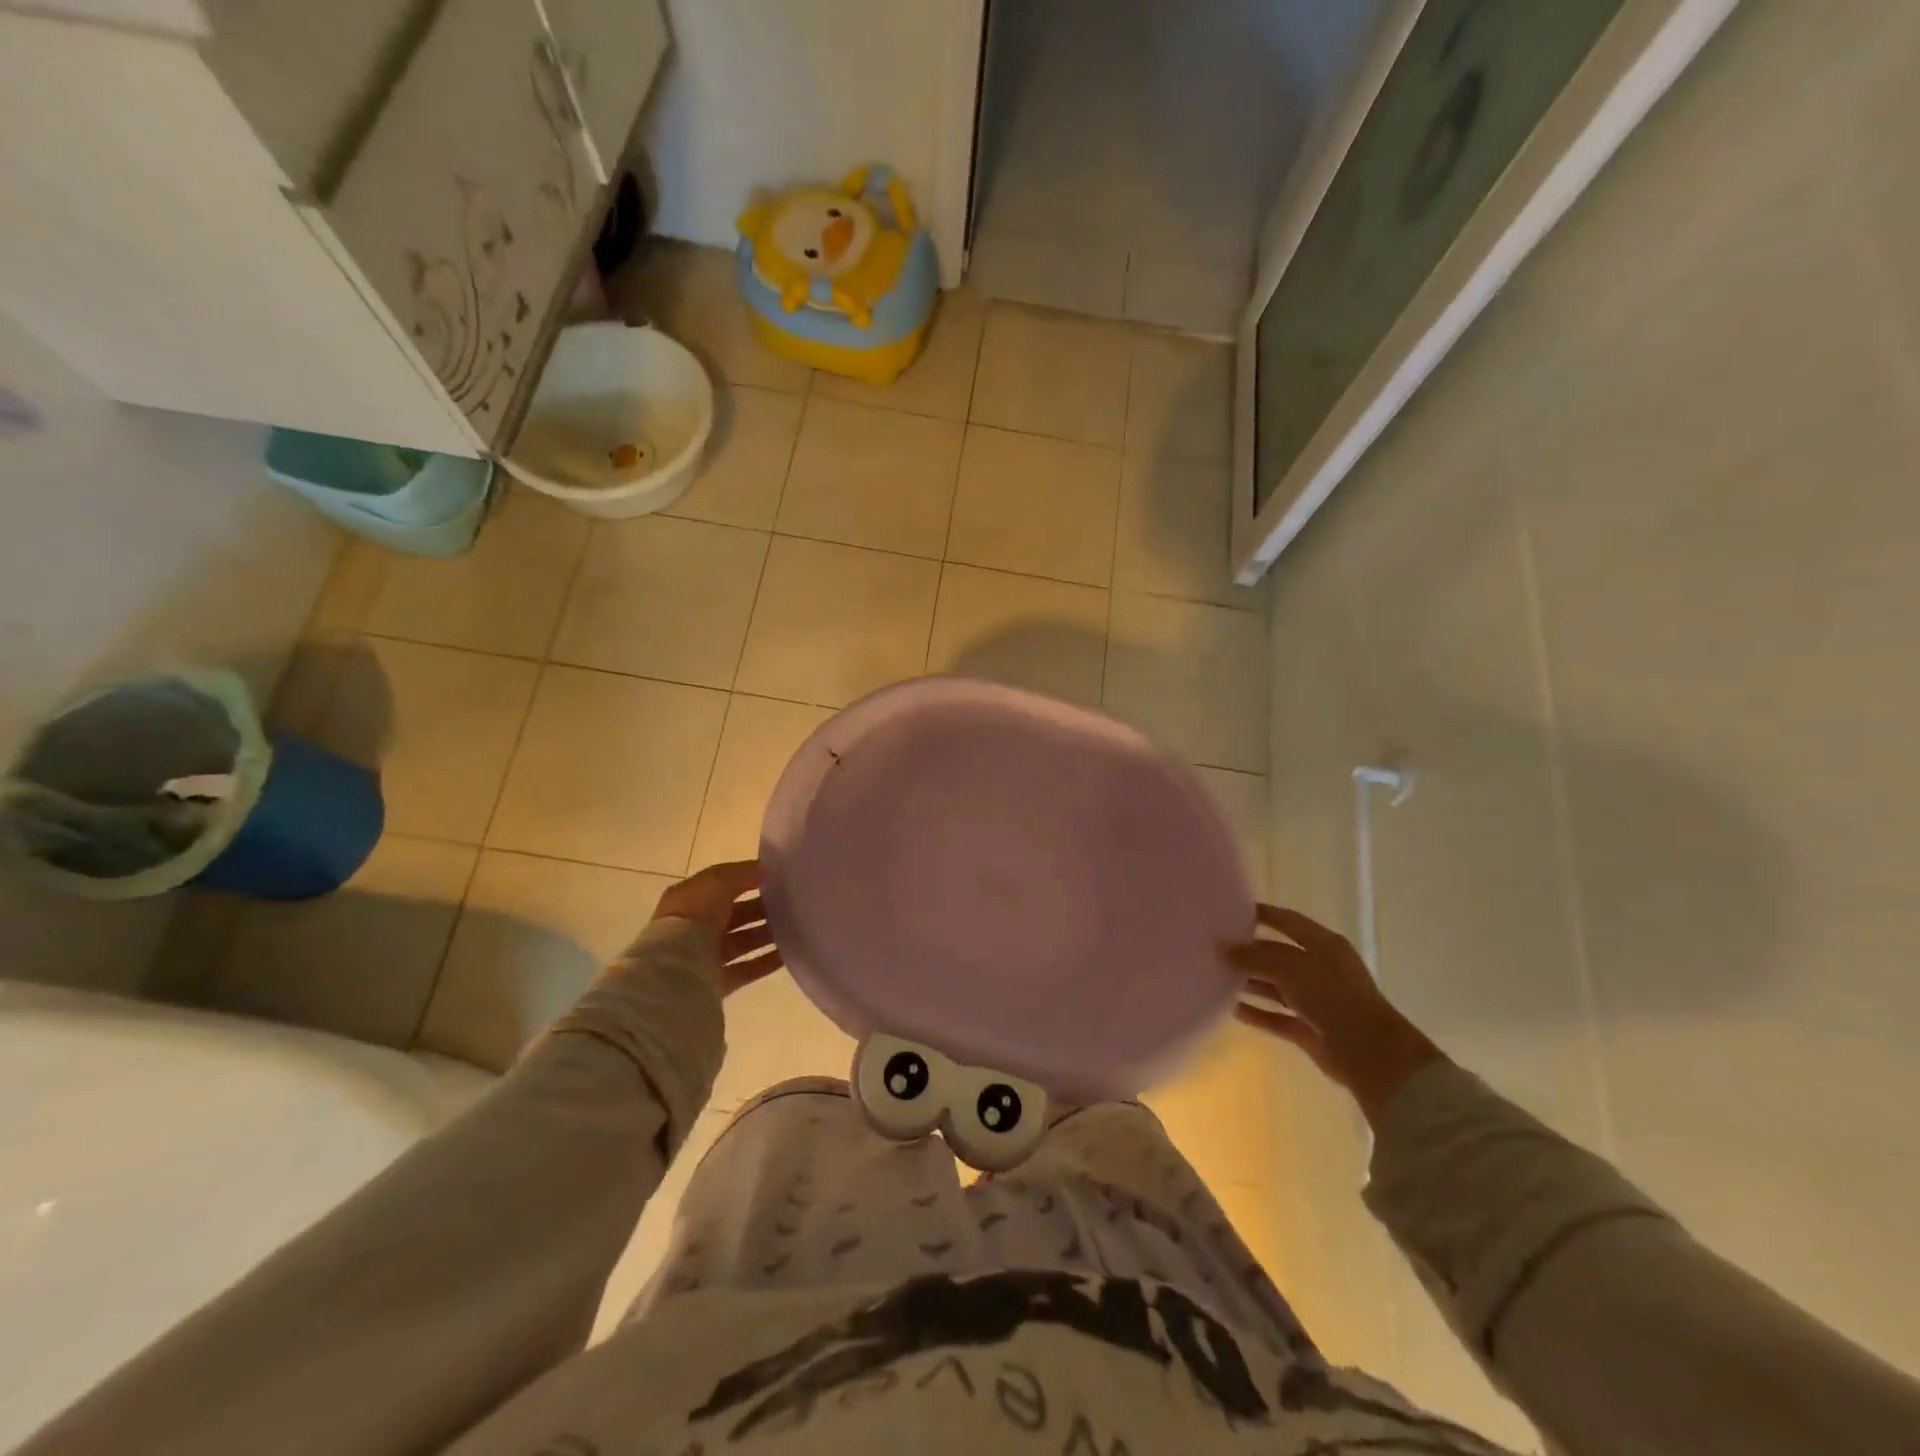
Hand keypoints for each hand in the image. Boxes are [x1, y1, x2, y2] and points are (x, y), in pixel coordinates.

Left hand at [652, 860, 784, 997]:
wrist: (675, 970)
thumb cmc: (693, 917)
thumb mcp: (717, 881)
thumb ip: (743, 873)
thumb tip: (765, 871)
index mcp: (690, 899)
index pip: (723, 885)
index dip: (748, 879)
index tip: (778, 878)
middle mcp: (696, 926)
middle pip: (736, 914)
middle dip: (762, 908)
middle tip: (791, 903)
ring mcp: (706, 955)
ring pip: (743, 941)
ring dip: (767, 934)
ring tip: (795, 927)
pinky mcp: (717, 981)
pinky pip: (747, 968)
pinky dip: (767, 961)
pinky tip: (788, 953)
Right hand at [1224, 903, 1443, 1124]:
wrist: (1369, 1052)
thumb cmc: (1332, 995)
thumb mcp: (1289, 967)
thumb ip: (1254, 957)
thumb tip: (1222, 948)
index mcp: (1323, 945)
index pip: (1288, 921)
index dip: (1262, 915)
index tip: (1230, 912)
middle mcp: (1320, 969)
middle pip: (1279, 954)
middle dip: (1249, 952)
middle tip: (1215, 948)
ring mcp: (1315, 1000)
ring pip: (1276, 986)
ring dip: (1250, 982)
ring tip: (1216, 977)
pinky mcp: (1309, 1029)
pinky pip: (1277, 1017)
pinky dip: (1257, 1013)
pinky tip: (1232, 1009)